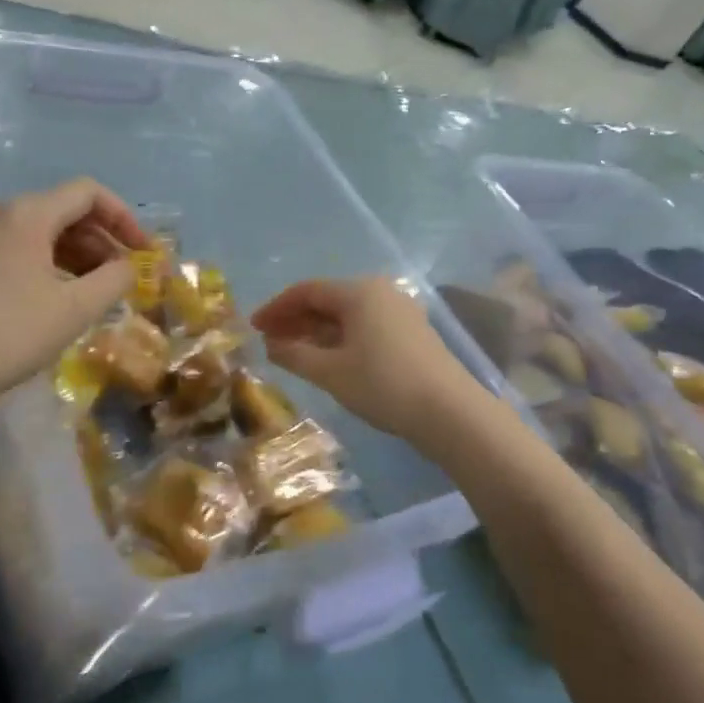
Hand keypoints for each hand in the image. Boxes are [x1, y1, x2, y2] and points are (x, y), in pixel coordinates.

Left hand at [0, 179, 148, 413]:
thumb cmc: (6, 334)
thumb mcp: (74, 310)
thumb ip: (114, 280)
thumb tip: (129, 266)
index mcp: (27, 214)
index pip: (88, 193)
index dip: (124, 217)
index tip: (143, 253)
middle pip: (63, 210)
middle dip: (101, 240)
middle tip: (121, 278)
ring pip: (39, 231)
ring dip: (75, 254)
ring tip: (94, 292)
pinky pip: (16, 249)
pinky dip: (46, 264)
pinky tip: (55, 298)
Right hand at [251, 277, 486, 442]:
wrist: (450, 412)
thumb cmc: (383, 385)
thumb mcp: (330, 372)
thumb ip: (294, 354)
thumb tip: (270, 344)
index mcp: (359, 292)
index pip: (306, 290)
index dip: (276, 308)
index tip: (254, 327)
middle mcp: (380, 292)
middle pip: (327, 299)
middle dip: (296, 319)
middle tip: (270, 340)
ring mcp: (400, 311)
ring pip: (347, 314)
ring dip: (317, 331)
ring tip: (294, 352)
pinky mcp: (412, 332)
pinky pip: (365, 326)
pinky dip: (341, 338)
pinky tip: (329, 359)